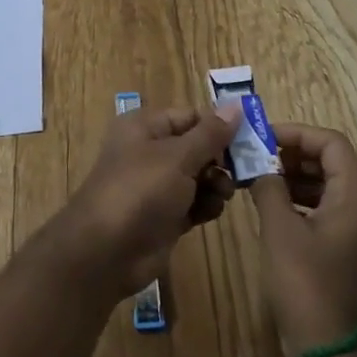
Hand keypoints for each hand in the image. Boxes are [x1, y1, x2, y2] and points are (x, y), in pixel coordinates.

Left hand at [56, 101, 240, 297]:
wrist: (107, 251)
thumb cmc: (141, 190)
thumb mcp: (179, 157)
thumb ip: (211, 134)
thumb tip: (237, 106)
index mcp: (146, 126)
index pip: (191, 116)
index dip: (219, 126)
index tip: (249, 140)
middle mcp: (150, 151)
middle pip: (197, 146)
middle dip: (220, 159)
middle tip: (242, 171)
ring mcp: (157, 185)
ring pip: (198, 176)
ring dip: (215, 183)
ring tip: (223, 194)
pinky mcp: (164, 216)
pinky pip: (193, 202)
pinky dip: (205, 205)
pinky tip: (211, 212)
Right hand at [250, 123, 356, 356]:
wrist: (331, 349)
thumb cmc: (306, 281)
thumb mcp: (279, 228)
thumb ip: (268, 186)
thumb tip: (258, 166)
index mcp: (355, 194)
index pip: (330, 142)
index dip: (297, 133)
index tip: (263, 137)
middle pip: (331, 160)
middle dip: (293, 153)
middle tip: (257, 155)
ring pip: (327, 184)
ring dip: (295, 175)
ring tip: (259, 177)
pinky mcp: (348, 247)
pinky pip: (326, 207)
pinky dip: (301, 198)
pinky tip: (273, 205)